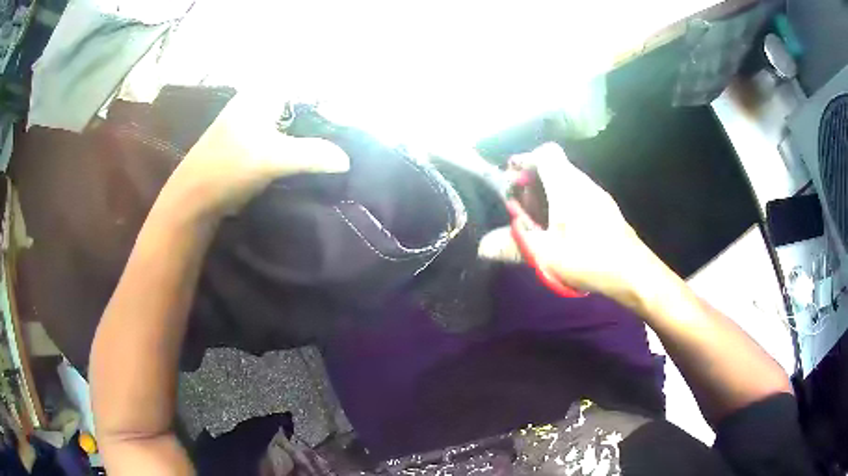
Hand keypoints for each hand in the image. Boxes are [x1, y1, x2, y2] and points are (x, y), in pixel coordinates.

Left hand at [163, 91, 349, 217]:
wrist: (194, 198)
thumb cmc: (227, 168)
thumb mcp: (271, 158)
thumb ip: (311, 154)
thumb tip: (346, 159)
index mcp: (262, 93)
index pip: (304, 81)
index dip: (328, 91)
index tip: (353, 103)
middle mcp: (259, 100)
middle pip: (301, 98)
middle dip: (325, 109)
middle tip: (350, 125)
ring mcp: (255, 121)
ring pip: (293, 117)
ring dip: (313, 126)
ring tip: (340, 137)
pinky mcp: (252, 142)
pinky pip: (285, 134)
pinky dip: (300, 141)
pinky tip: (315, 153)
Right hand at [478, 144, 661, 305]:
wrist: (633, 273)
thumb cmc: (589, 259)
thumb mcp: (546, 256)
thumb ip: (513, 246)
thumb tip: (482, 246)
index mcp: (567, 186)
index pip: (546, 153)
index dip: (525, 160)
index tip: (511, 180)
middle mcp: (583, 183)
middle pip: (554, 167)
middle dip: (532, 181)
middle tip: (519, 207)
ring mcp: (597, 196)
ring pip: (567, 182)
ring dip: (547, 194)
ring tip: (537, 222)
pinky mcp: (606, 209)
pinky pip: (578, 195)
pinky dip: (563, 203)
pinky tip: (560, 230)